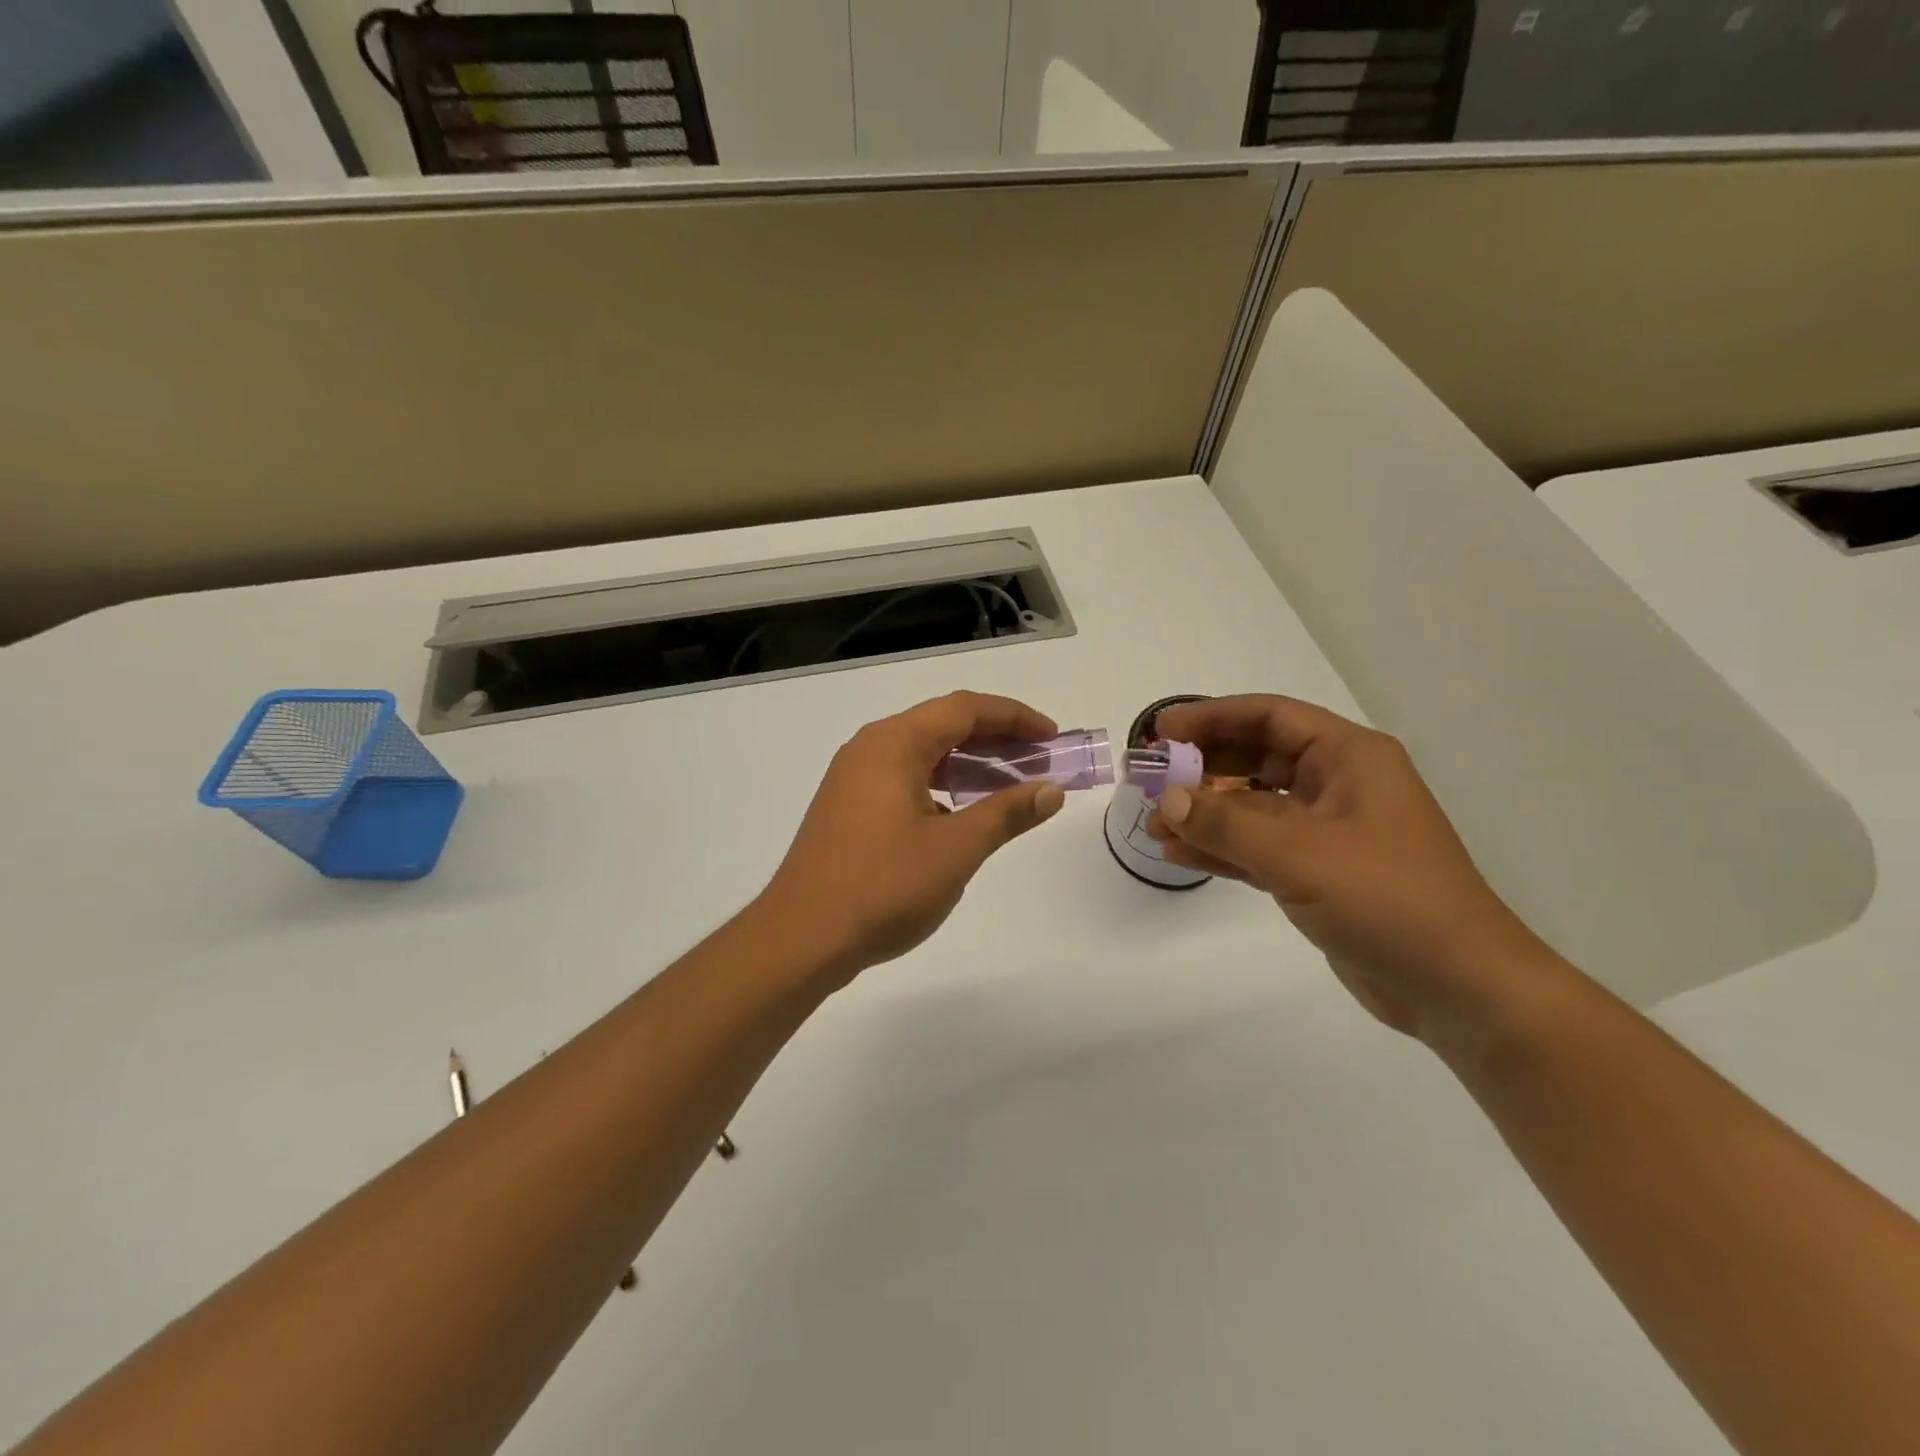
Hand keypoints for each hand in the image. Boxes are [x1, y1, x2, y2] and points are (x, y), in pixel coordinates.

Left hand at [755, 691, 1066, 985]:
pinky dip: (940, 784)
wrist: (802, 938)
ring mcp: (853, 778)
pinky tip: (962, 813)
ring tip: (1010, 784)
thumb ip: (1007, 813)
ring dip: (968, 763)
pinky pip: (904, 778)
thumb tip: (1050, 790)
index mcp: (894, 743)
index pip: (964, 709)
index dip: (1014, 717)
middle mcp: (870, 748)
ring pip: (922, 753)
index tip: (1053, 737)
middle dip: (995, 738)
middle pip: (942, 725)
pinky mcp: (848, 807)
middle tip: (1039, 759)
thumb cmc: (883, 887)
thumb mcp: (956, 849)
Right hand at [1148, 695, 1557, 1043]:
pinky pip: (1258, 846)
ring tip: (1152, 823)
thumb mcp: (1299, 853)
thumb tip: (1165, 800)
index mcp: (1349, 757)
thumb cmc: (1387, 899)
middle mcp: (1338, 784)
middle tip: (1150, 777)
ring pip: (1253, 805)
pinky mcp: (1319, 872)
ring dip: (1204, 811)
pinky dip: (1221, 847)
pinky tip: (1177, 852)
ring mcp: (1328, 830)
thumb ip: (1225, 822)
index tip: (1161, 731)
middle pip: (1256, 757)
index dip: (1211, 717)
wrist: (1457, 987)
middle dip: (1202, 766)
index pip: (1268, 717)